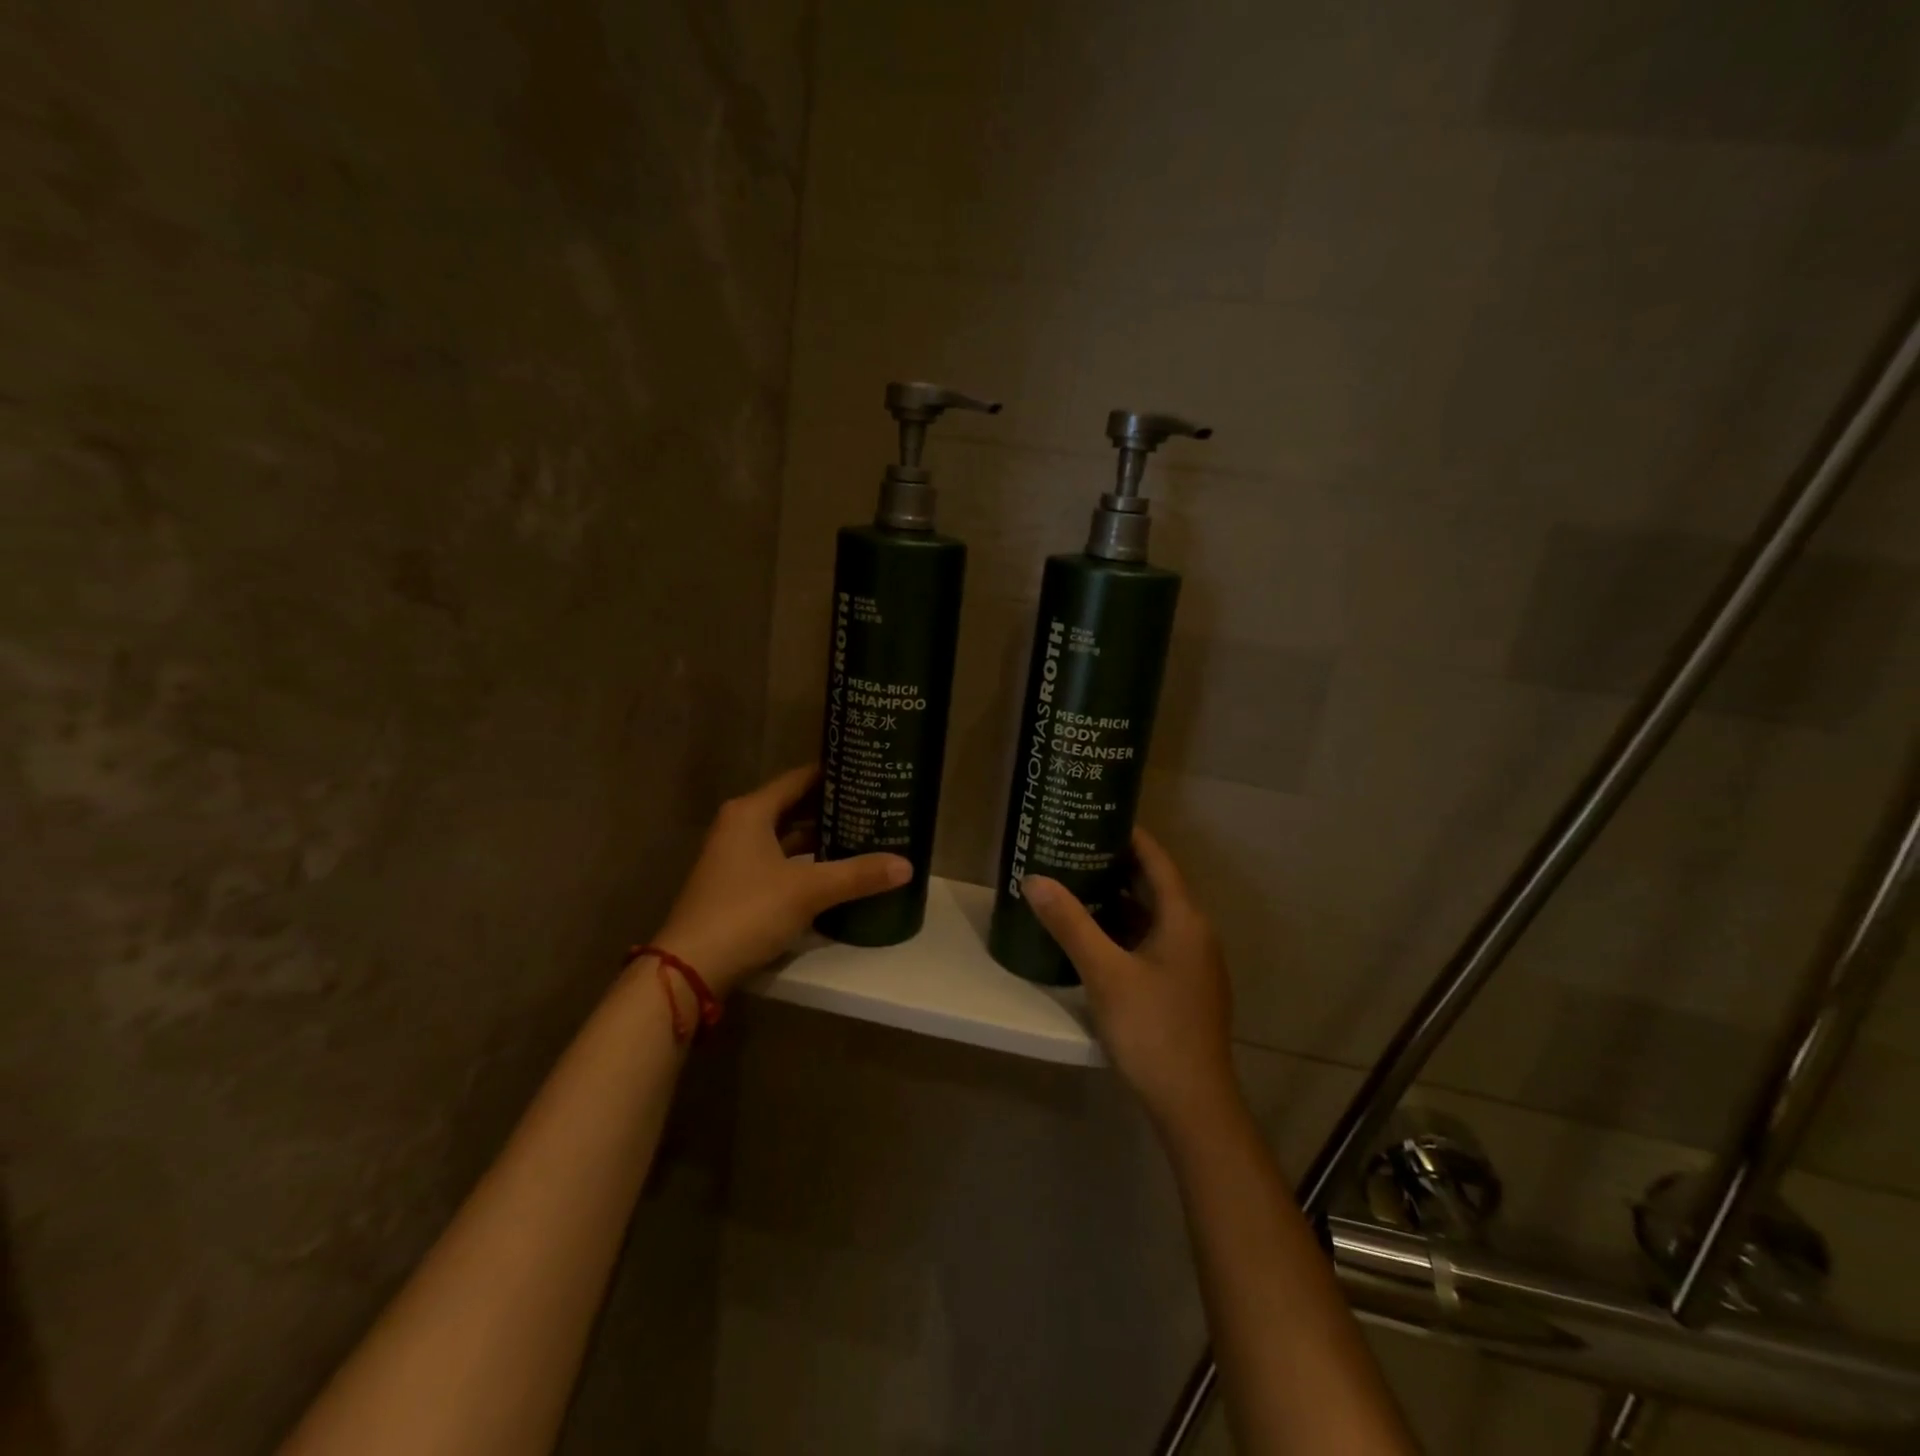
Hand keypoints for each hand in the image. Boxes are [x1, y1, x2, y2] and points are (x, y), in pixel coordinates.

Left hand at [652, 765, 910, 994]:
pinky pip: (779, 861)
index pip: (799, 779)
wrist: (691, 967)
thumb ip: (858, 875)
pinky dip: (805, 862)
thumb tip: (907, 865)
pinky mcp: (736, 885)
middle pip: (793, 806)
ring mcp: (735, 857)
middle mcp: (740, 826)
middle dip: (831, 808)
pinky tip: (834, 871)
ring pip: (786, 836)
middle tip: (873, 804)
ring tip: (862, 834)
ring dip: (819, 837)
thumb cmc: (747, 911)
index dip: (832, 774)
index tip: (867, 772)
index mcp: (751, 812)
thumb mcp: (808, 891)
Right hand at [1022, 828, 1240, 1139]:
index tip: (1095, 815)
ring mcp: (1191, 962)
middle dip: (1117, 865)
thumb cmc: (1152, 1028)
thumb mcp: (1105, 972)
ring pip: (1152, 916)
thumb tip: (1035, 879)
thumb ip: (1070, 923)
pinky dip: (1125, 929)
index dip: (1129, 835)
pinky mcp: (1183, 986)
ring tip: (1076, 883)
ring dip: (1119, 899)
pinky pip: (1152, 941)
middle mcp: (1194, 932)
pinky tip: (1094, 934)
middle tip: (1075, 847)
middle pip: (1155, 885)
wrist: (1193, 1103)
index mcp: (1184, 919)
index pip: (1157, 859)